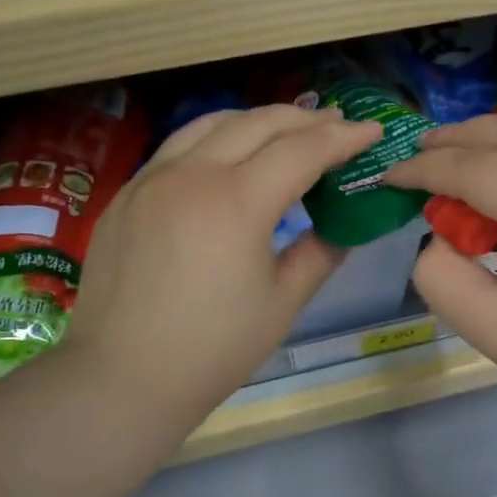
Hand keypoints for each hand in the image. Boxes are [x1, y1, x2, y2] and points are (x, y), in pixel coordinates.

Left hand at [54, 105, 381, 430]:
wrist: (123, 377)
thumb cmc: (214, 349)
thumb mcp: (283, 304)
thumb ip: (320, 253)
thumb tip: (343, 227)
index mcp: (237, 202)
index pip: (302, 150)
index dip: (343, 138)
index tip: (372, 132)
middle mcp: (192, 174)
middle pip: (258, 123)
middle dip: (305, 119)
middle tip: (336, 124)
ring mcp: (152, 179)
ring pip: (211, 123)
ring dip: (257, 121)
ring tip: (285, 131)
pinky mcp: (127, 194)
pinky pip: (177, 147)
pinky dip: (214, 139)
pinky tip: (226, 159)